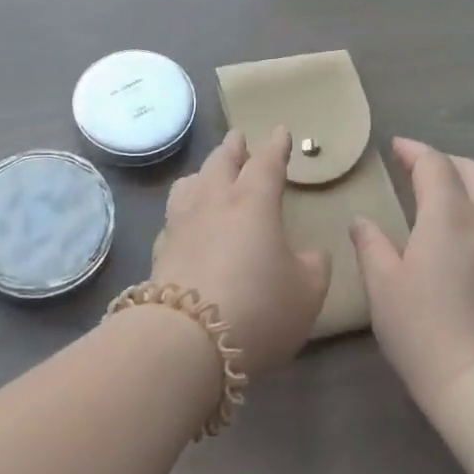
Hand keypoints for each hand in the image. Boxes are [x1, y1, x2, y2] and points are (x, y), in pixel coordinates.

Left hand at [150, 127, 331, 376]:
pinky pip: (173, 217)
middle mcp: (213, 202)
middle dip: (233, 149)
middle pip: (221, 163)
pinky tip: (185, 221)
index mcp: (253, 202)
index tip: (281, 131)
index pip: (266, 163)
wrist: (186, 341)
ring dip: (203, 173)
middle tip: (238, 138)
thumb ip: (313, 266)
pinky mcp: (160, 251)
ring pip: (190, 184)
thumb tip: (310, 254)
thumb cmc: (258, 308)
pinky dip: (184, 209)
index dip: (276, 146)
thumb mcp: (306, 292)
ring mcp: (181, 225)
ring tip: (207, 173)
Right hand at [352, 137, 473, 413]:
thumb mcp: (382, 286)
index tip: (396, 148)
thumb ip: (370, 245)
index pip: (434, 165)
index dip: (414, 151)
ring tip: (460, 196)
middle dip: (448, 163)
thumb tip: (362, 221)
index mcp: (447, 215)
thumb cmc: (422, 330)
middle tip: (423, 170)